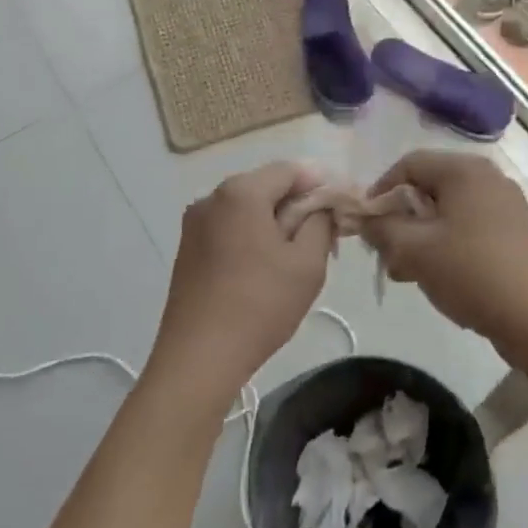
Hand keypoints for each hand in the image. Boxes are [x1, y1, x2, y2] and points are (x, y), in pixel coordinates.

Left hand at [147, 163, 336, 406]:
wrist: (198, 357)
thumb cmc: (260, 305)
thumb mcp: (307, 263)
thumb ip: (320, 222)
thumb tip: (322, 206)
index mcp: (241, 192)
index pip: (290, 170)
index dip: (320, 184)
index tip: (340, 207)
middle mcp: (212, 197)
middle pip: (265, 186)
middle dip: (297, 204)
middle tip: (324, 234)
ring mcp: (194, 223)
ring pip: (246, 208)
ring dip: (274, 221)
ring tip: (296, 255)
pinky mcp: (187, 248)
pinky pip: (228, 228)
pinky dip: (251, 236)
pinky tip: (264, 267)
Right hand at [363, 151, 527, 349]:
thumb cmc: (473, 274)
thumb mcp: (414, 250)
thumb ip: (382, 228)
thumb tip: (365, 218)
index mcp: (465, 170)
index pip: (408, 164)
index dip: (380, 192)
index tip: (366, 226)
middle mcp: (488, 178)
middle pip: (429, 187)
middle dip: (401, 219)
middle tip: (386, 255)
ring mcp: (507, 206)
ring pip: (449, 212)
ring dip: (421, 237)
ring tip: (408, 274)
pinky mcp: (517, 234)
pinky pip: (470, 228)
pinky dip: (448, 246)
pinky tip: (440, 278)